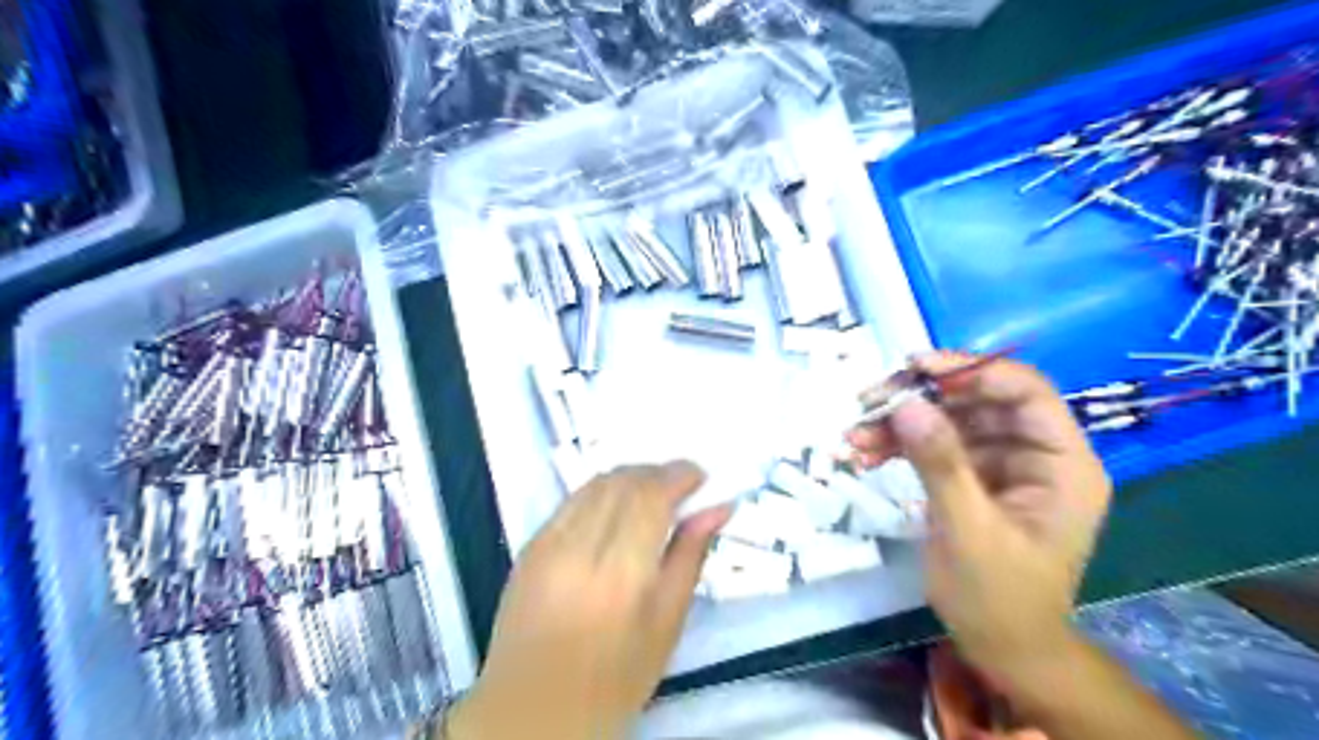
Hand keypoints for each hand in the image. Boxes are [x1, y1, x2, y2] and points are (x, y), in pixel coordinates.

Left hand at [444, 462, 730, 738]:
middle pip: (622, 481)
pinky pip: (572, 500)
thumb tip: (717, 508)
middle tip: (682, 484)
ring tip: (652, 493)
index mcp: (621, 575)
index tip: (701, 476)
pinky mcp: (529, 546)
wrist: (533, 710)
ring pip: (595, 483)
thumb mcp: (667, 624)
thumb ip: (690, 556)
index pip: (650, 496)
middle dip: (657, 472)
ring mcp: (547, 544)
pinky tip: (616, 509)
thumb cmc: (615, 679)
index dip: (678, 475)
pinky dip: (601, 492)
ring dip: (629, 477)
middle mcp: (580, 549)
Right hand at [844, 355, 1110, 679]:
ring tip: (855, 434)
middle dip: (922, 399)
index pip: (1025, 392)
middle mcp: (1034, 455)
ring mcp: (999, 465)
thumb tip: (908, 404)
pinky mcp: (970, 478)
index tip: (917, 369)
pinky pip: (932, 446)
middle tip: (871, 400)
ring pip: (948, 421)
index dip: (973, 371)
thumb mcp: (969, 530)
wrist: (998, 647)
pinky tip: (864, 452)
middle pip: (978, 401)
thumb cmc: (998, 597)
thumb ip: (941, 464)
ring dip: (900, 423)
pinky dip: (897, 445)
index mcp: (1062, 464)